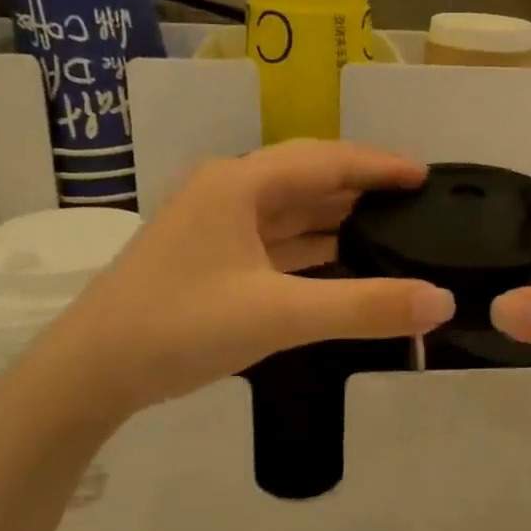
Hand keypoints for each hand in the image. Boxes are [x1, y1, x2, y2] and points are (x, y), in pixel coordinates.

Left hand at [54, 141, 456, 413]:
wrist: (90, 371)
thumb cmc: (182, 326)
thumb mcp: (279, 315)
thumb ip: (364, 307)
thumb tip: (441, 302)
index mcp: (240, 183)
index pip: (326, 159)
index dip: (378, 165)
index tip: (425, 174)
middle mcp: (227, 191)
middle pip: (307, 177)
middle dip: (360, 187)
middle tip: (414, 201)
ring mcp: (213, 224)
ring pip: (288, 209)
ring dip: (335, 216)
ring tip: (389, 226)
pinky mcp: (208, 256)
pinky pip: (272, 239)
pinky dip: (309, 245)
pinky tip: (338, 258)